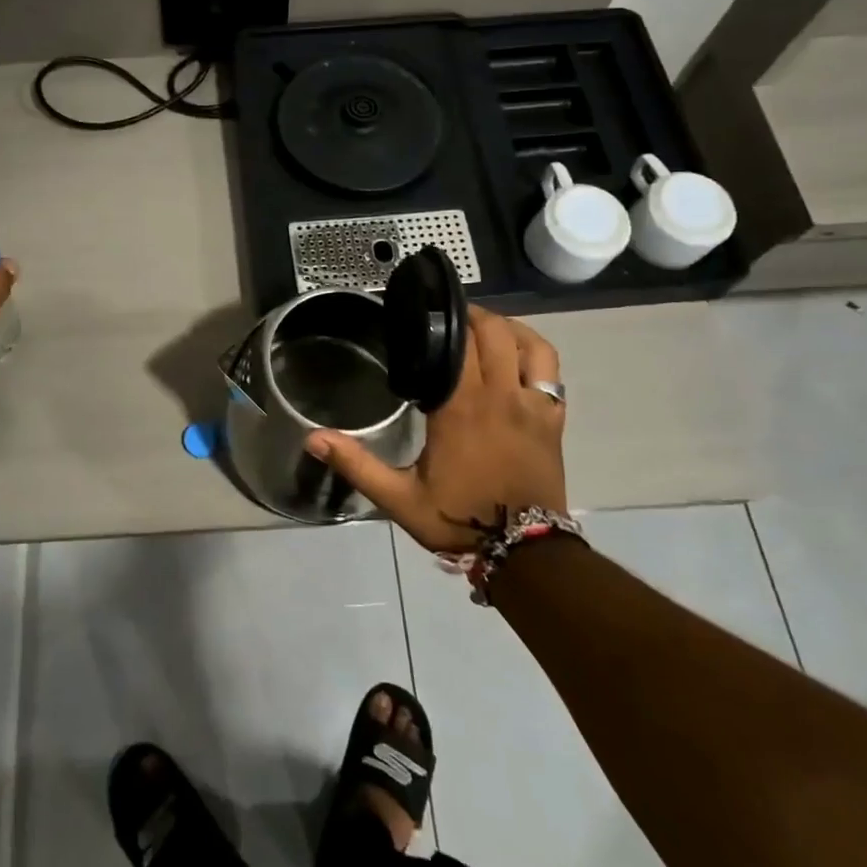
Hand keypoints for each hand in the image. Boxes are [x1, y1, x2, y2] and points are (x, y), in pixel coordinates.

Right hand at [306, 307, 565, 550]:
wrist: (525, 553)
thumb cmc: (459, 519)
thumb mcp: (400, 498)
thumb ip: (357, 464)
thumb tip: (313, 438)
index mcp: (460, 407)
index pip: (458, 345)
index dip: (444, 321)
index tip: (426, 312)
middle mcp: (500, 396)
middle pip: (493, 333)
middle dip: (472, 316)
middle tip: (449, 317)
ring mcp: (533, 406)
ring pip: (529, 344)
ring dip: (508, 327)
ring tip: (484, 328)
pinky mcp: (553, 419)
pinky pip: (551, 370)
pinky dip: (535, 351)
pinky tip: (518, 354)